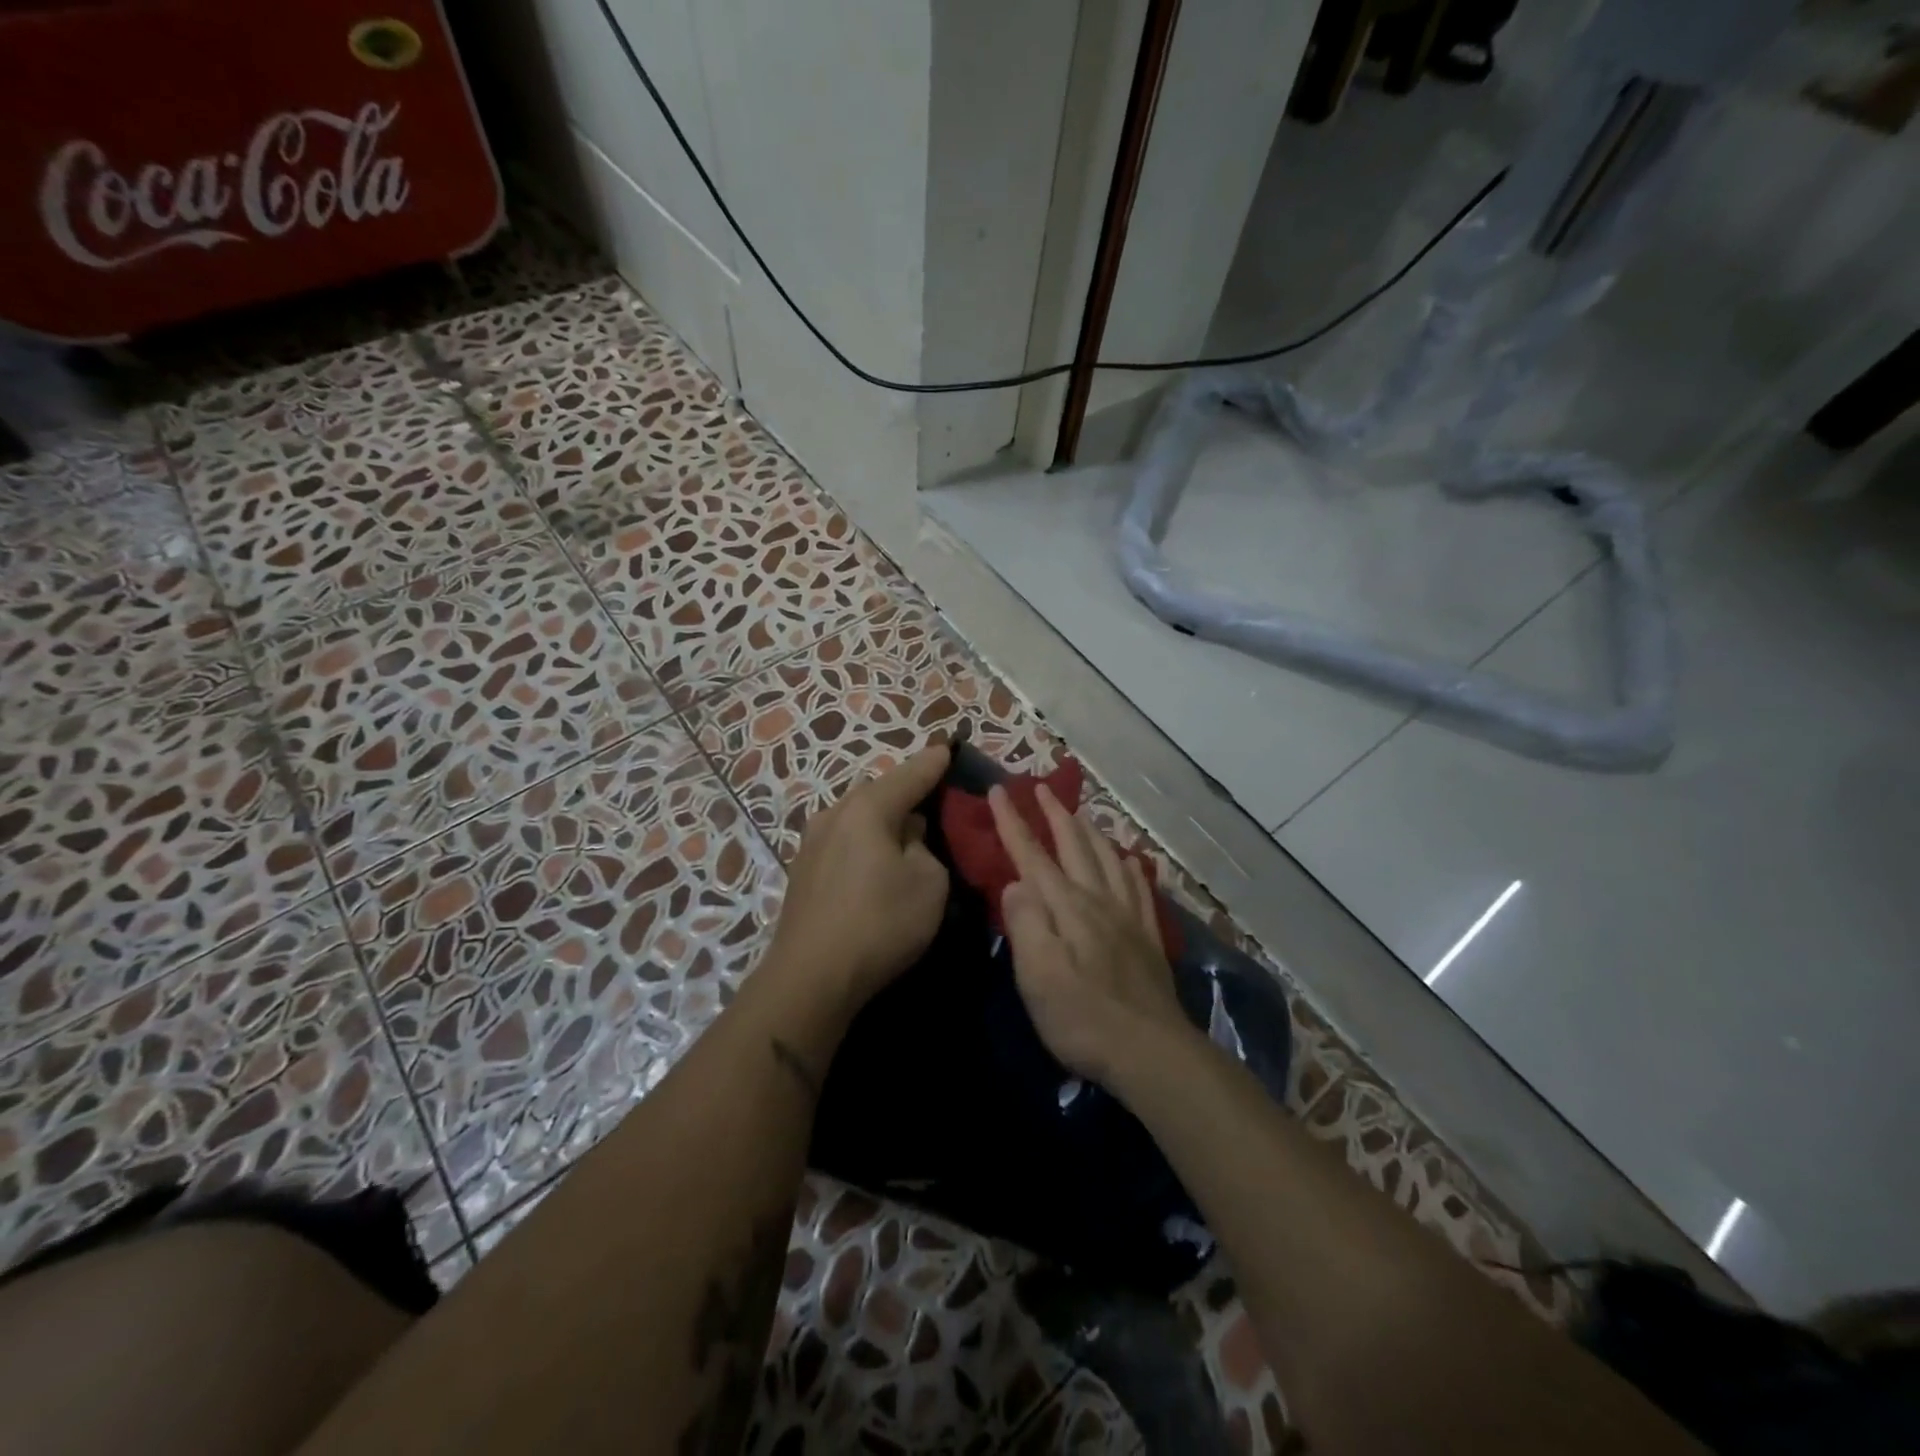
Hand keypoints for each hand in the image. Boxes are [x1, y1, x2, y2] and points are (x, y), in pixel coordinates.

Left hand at [769, 745, 952, 1013]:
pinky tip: (876, 861)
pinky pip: (845, 840)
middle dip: (908, 791)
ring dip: (884, 819)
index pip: (912, 773)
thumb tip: (908, 836)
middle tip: (936, 799)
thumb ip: (925, 846)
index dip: (935, 761)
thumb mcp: (929, 882)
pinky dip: (866, 842)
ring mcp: (812, 841)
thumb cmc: (880, 922)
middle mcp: (834, 813)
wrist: (811, 977)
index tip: (951, 747)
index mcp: (868, 807)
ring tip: (908, 832)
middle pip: (880, 791)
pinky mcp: (803, 869)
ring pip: (859, 817)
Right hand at [989, 784, 1193, 1087]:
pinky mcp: (1148, 937)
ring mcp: (1128, 917)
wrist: (1151, 1052)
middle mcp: (1098, 901)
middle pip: (1075, 846)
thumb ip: (1025, 924)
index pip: (1033, 855)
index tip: (998, 791)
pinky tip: (1130, 860)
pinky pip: (1140, 887)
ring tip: (1080, 814)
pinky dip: (1130, 865)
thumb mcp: (1038, 976)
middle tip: (1041, 788)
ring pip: (1108, 858)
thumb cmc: (1082, 1018)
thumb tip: (1014, 883)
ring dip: (1090, 831)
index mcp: (1067, 907)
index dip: (1013, 822)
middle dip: (1055, 814)